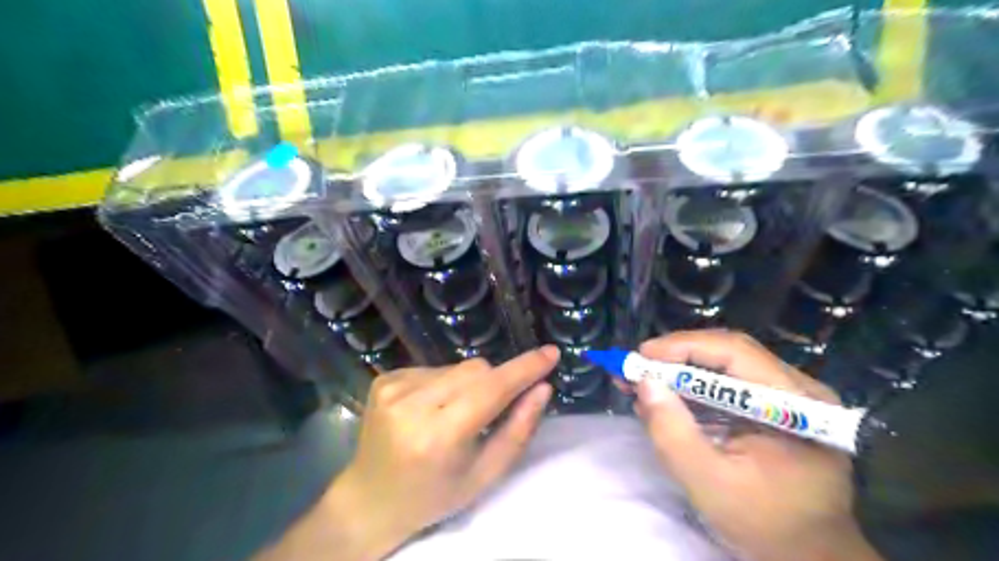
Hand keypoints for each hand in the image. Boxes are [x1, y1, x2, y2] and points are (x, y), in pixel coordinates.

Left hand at [262, 346, 557, 560]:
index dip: (524, 369)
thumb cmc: (435, 495)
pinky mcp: (385, 378)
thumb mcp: (484, 475)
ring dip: (469, 384)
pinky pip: (435, 367)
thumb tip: (543, 388)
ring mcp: (393, 387)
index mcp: (438, 436)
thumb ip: (518, 430)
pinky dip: (445, 383)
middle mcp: (411, 404)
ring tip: (455, 414)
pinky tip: (433, 409)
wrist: (371, 498)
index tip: (550, 353)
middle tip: (491, 412)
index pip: (491, 389)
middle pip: (476, 369)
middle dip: (495, 383)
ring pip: (457, 366)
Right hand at [632, 332, 879, 560]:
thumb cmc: (766, 526)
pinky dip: (692, 388)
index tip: (642, 355)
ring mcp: (788, 397)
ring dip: (680, 371)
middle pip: (728, 353)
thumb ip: (674, 434)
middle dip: (677, 357)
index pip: (736, 352)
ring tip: (642, 381)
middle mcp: (798, 389)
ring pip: (724, 366)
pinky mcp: (774, 408)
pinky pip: (727, 385)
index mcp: (797, 405)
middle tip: (636, 367)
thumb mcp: (710, 484)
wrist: (810, 557)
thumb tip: (644, 383)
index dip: (685, 346)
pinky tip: (665, 398)